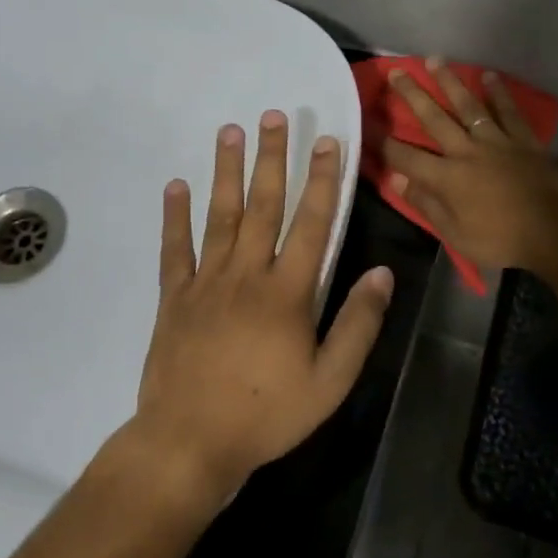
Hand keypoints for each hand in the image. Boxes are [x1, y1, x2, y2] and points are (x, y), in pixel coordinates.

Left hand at [127, 110, 392, 503]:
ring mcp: (206, 283)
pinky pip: (175, 249)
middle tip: (273, 115)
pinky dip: (174, 216)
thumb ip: (358, 324)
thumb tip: (383, 273)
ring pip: (219, 216)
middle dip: (272, 158)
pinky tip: (175, 185)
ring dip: (226, 172)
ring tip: (229, 131)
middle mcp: (247, 274)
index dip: (323, 180)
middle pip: (263, 206)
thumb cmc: (267, 414)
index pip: (312, 223)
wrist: (190, 442)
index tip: (328, 141)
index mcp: (287, 292)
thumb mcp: (330, 381)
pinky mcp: (174, 298)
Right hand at [381, 59, 557, 275]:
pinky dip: (498, 93)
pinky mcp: (523, 141)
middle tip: (397, 72)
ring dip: (450, 82)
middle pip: (434, 118)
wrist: (555, 232)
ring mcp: (497, 142)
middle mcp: (467, 151)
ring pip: (468, 106)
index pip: (406, 156)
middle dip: (412, 95)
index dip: (384, 142)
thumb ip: (426, 205)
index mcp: (447, 178)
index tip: (367, 124)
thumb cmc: (501, 240)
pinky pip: (508, 112)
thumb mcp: (455, 234)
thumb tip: (397, 180)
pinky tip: (488, 76)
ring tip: (435, 60)